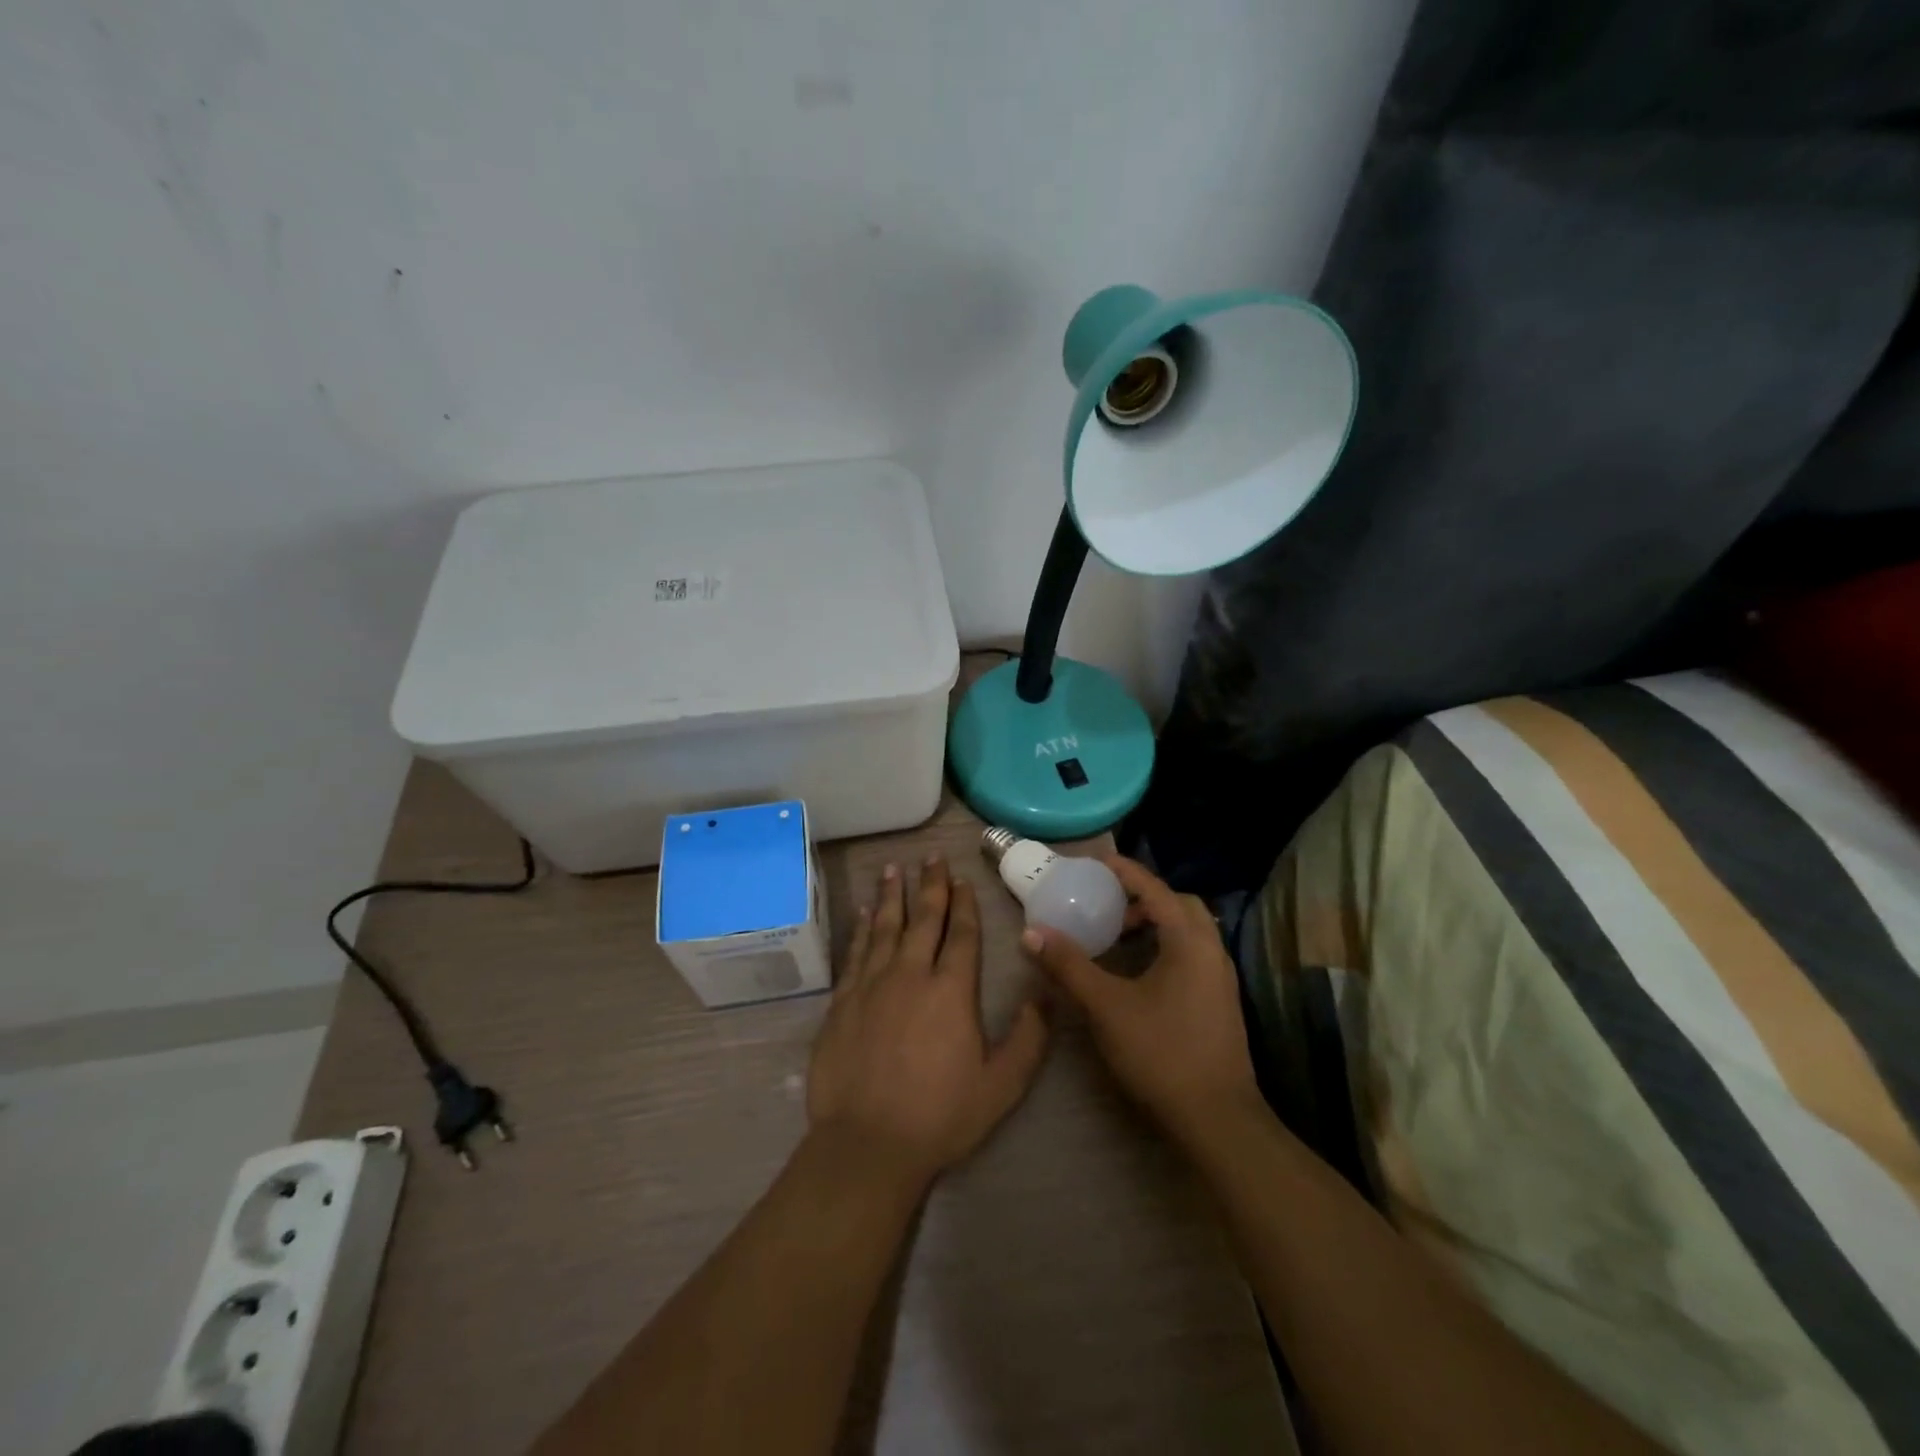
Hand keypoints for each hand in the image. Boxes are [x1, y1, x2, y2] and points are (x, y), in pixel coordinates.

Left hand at [807, 857, 1049, 1189]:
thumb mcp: (1002, 1085)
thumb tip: (1047, 992)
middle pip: (922, 919)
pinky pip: (855, 953)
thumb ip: (1029, 1037)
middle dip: (930, 886)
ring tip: (894, 869)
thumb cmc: (941, 1116)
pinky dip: (860, 928)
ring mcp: (872, 985)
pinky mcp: (842, 1001)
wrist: (867, 1144)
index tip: (962, 879)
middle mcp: (910, 974)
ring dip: (891, 896)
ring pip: (884, 927)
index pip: (960, 934)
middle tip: (931, 858)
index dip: (964, 904)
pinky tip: (862, 912)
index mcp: (951, 990)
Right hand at [1022, 856, 1258, 1144]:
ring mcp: (1221, 977)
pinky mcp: (1220, 1001)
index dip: (1125, 871)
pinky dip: (1166, 945)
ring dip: (1156, 922)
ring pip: (1189, 930)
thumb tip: (1031, 933)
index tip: (1096, 861)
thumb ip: (1069, 966)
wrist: (1217, 1119)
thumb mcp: (1106, 1007)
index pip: (1155, 889)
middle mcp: (1212, 950)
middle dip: (1143, 897)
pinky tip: (1139, 971)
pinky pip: (1193, 953)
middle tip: (1107, 904)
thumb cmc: (1161, 1053)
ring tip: (1118, 935)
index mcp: (1189, 941)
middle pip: (1179, 904)